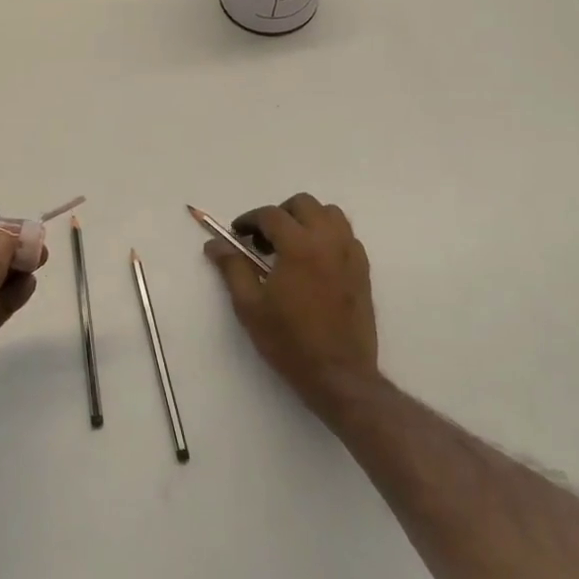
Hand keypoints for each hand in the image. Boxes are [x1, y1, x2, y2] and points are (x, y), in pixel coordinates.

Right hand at [204, 193, 378, 422]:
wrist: (339, 375)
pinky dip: (328, 235)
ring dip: (307, 220)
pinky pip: (346, 235)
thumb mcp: (250, 306)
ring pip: (330, 214)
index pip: (270, 215)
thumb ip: (232, 268)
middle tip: (263, 240)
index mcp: (299, 246)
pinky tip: (314, 261)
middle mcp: (328, 241)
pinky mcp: (363, 270)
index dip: (249, 220)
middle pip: (303, 204)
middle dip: (279, 214)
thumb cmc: (289, 341)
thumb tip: (214, 245)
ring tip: (290, 245)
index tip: (237, 235)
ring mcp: (350, 254)